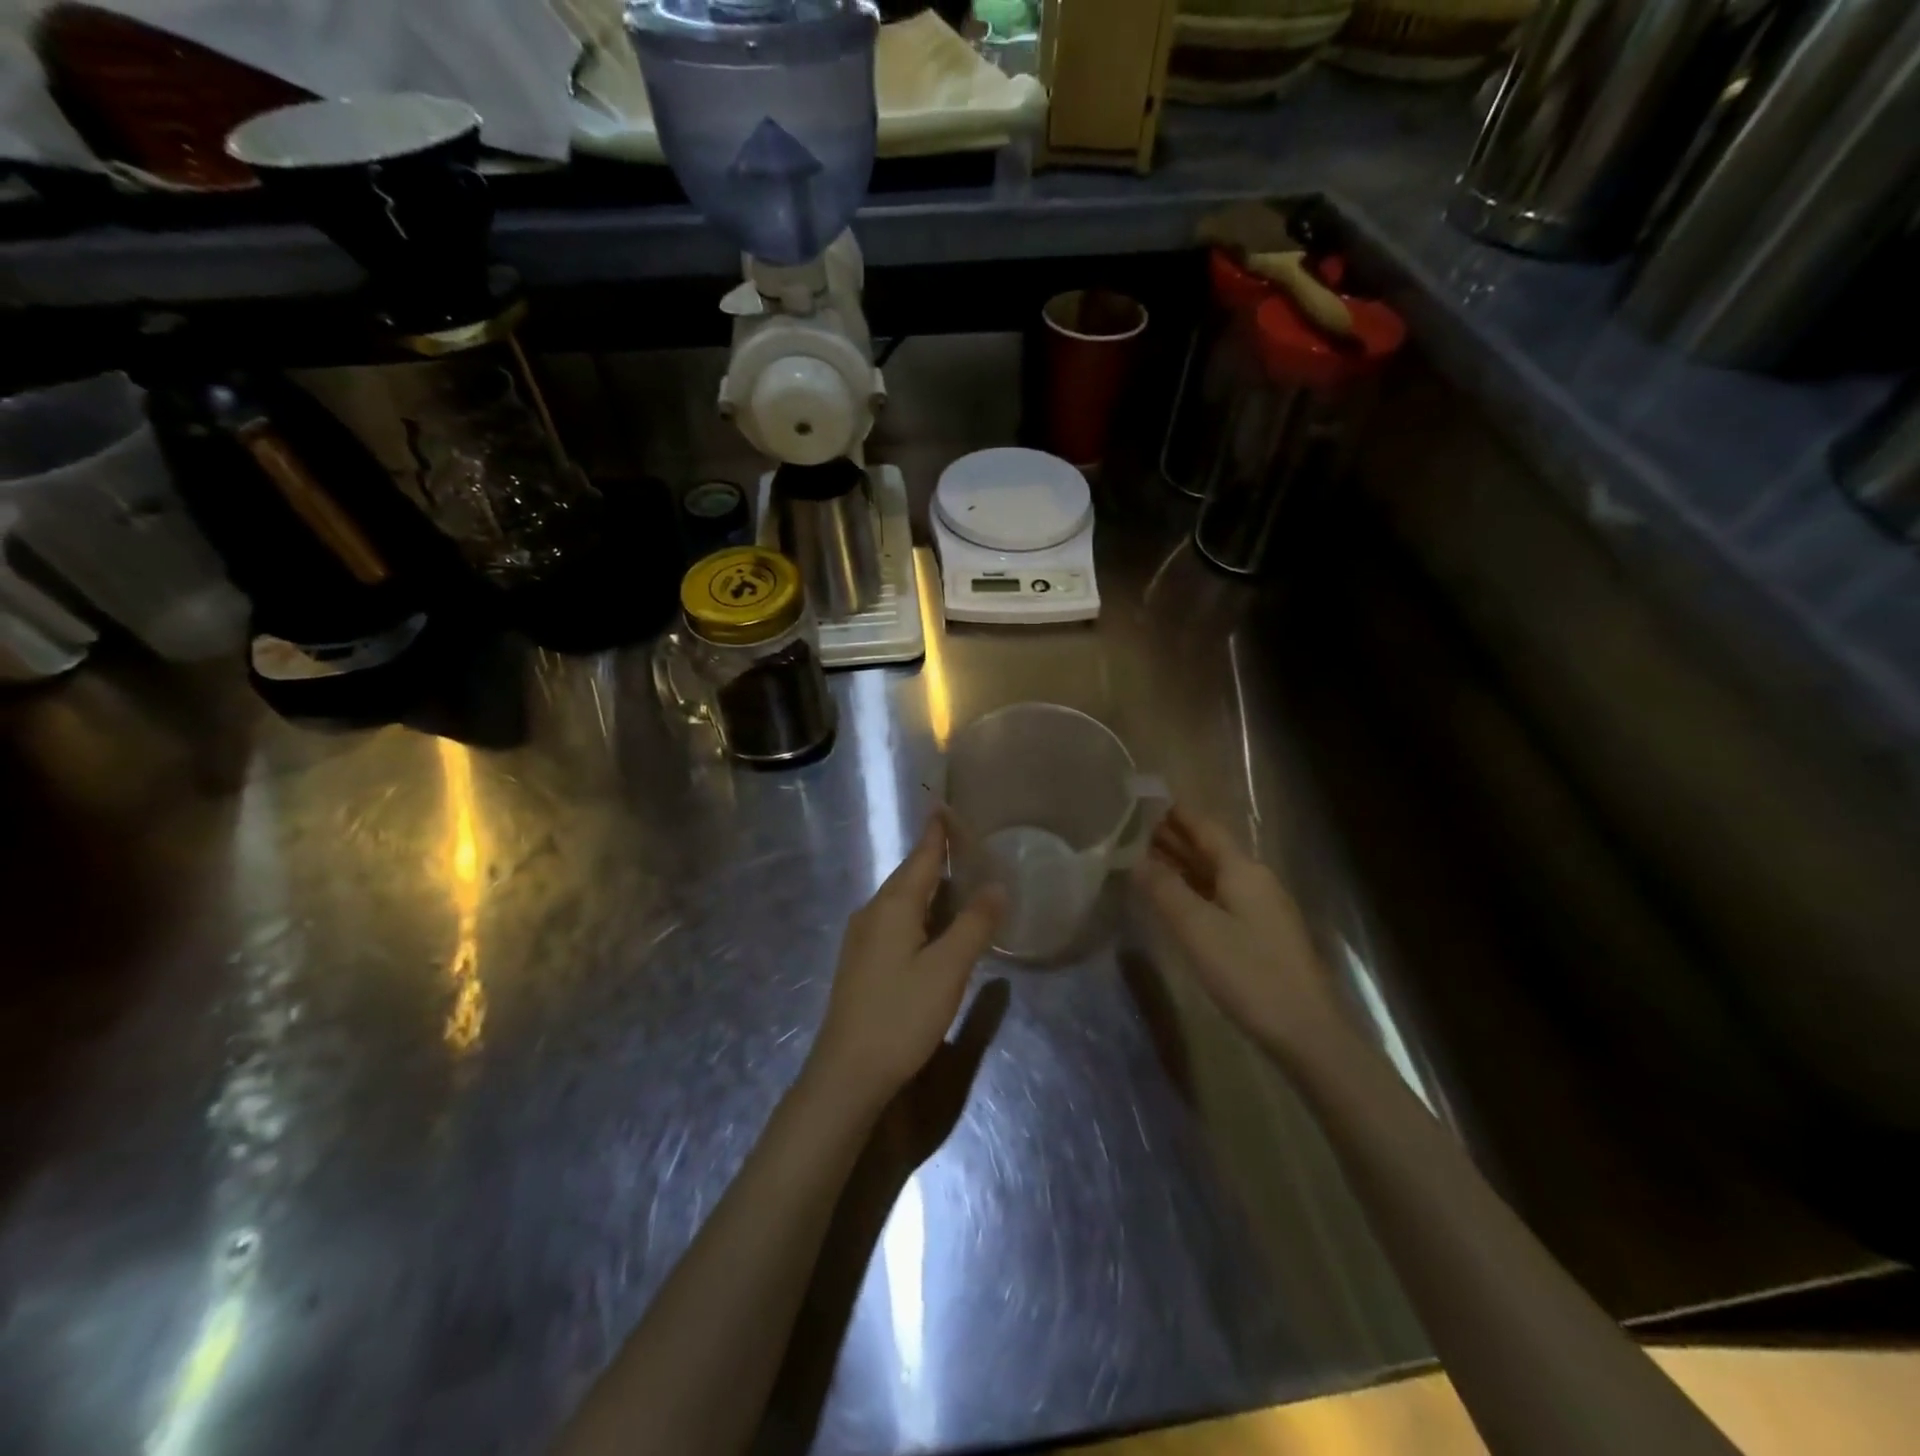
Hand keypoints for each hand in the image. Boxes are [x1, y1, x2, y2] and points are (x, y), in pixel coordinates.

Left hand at [807, 816, 1005, 1109]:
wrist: (847, 1073)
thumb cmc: (901, 1015)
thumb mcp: (948, 969)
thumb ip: (974, 925)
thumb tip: (997, 885)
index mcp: (893, 906)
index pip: (921, 856)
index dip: (938, 833)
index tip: (948, 806)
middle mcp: (873, 913)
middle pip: (910, 875)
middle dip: (937, 857)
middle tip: (969, 842)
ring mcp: (863, 939)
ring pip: (902, 900)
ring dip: (930, 886)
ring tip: (961, 878)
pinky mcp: (863, 962)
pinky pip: (896, 921)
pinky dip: (921, 911)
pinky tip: (936, 925)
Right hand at [1132, 806, 1345, 1057]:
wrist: (1306, 1032)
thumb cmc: (1249, 972)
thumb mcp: (1197, 928)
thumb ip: (1163, 889)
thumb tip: (1134, 858)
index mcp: (1242, 869)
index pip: (1203, 827)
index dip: (1173, 812)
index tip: (1141, 799)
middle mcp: (1254, 880)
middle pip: (1208, 849)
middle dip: (1171, 837)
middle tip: (1128, 828)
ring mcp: (1259, 908)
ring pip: (1212, 874)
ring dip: (1179, 864)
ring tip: (1140, 857)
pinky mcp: (1259, 934)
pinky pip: (1218, 897)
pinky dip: (1191, 890)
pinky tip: (1171, 899)